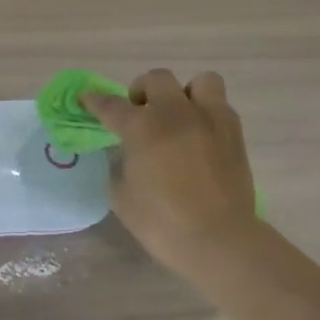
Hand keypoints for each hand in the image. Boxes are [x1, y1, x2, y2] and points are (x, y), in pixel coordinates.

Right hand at [84, 69, 262, 271]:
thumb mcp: (122, 196)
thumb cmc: (162, 222)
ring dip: (184, 94)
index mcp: (142, 127)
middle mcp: (175, 112)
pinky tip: (200, 136)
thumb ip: (120, 165)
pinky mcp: (234, 133)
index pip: (111, 105)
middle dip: (142, 91)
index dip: (95, 101)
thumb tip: (126, 153)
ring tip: (179, 117)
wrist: (219, 239)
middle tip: (139, 113)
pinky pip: (220, 105)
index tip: (86, 98)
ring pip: (199, 81)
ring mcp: (209, 119)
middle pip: (156, 79)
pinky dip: (206, 113)